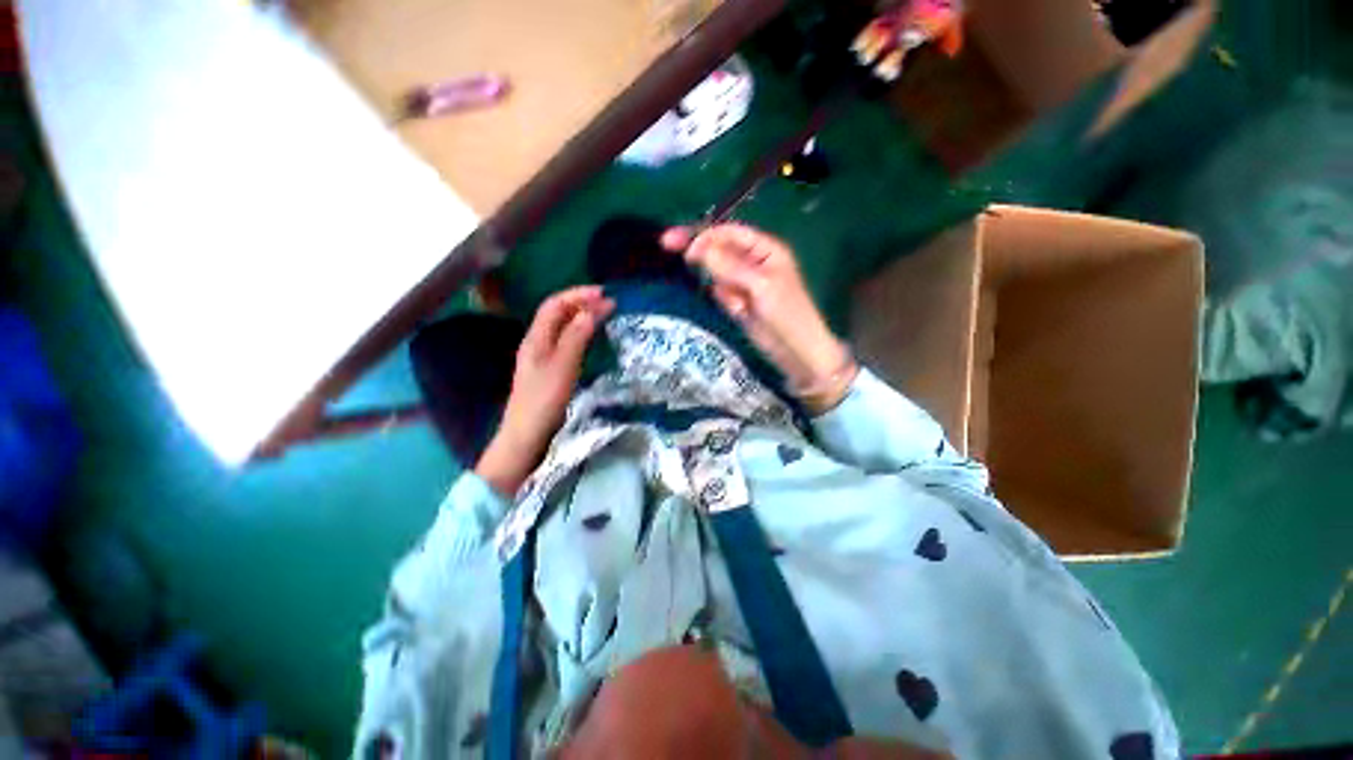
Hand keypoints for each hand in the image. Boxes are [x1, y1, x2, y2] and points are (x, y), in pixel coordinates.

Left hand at [475, 286, 614, 495]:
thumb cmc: (543, 401)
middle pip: (557, 314)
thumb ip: (575, 338)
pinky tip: (591, 338)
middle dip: (581, 303)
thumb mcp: (562, 367)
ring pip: (562, 328)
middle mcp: (537, 343)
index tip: (604, 295)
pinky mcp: (549, 371)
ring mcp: (542, 358)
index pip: (555, 305)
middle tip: (609, 303)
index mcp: (536, 339)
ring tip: (603, 315)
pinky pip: (565, 342)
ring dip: (581, 317)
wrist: (526, 437)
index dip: (578, 295)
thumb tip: (590, 311)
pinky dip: (580, 333)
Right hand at [662, 224, 855, 412]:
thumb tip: (697, 248)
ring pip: (717, 273)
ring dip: (721, 287)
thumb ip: (729, 267)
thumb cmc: (787, 314)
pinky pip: (720, 293)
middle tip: (667, 244)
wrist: (796, 352)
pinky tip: (740, 313)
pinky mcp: (738, 301)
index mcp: (765, 249)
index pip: (728, 233)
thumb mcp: (760, 286)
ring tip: (740, 307)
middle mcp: (753, 261)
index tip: (681, 246)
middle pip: (719, 249)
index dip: (704, 235)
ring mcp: (743, 282)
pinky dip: (725, 302)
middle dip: (700, 251)